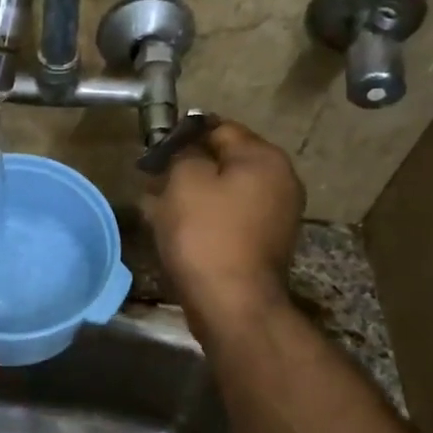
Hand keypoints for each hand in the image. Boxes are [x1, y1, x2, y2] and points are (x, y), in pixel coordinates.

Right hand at [142, 119, 301, 330]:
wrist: (233, 304)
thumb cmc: (206, 235)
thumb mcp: (184, 181)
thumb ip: (183, 153)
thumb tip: (187, 151)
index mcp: (264, 158)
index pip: (219, 128)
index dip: (183, 135)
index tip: (155, 151)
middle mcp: (280, 181)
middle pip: (224, 161)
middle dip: (187, 168)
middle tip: (153, 182)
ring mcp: (276, 215)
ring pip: (224, 192)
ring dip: (192, 196)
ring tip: (158, 208)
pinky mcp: (264, 243)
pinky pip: (229, 218)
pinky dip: (205, 218)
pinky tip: (177, 230)